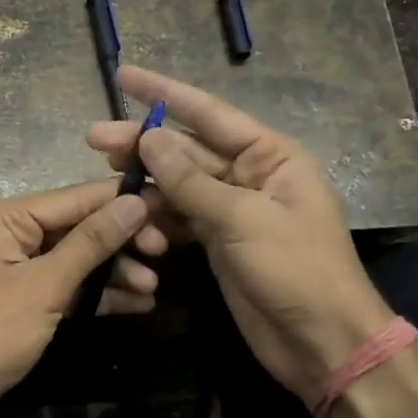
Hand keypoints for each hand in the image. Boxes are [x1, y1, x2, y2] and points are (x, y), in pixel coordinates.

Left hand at [0, 181, 152, 417]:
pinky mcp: (20, 303)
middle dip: (119, 241)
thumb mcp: (45, 286)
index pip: (75, 198)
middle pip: (76, 228)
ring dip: (113, 272)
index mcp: (6, 218)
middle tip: (163, 253)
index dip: (121, 201)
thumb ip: (91, 243)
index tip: (168, 204)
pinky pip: (64, 288)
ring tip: (153, 288)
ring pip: (74, 260)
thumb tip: (135, 202)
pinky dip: (95, 295)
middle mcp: (8, 236)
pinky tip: (134, 305)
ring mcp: (14, 270)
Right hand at [87, 66, 394, 401]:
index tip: (123, 75)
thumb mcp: (243, 219)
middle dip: (143, 142)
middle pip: (187, 149)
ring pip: (179, 184)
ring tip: (104, 175)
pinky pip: (180, 217)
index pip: (209, 113)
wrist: (322, 342)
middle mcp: (250, 174)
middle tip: (94, 138)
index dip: (164, 92)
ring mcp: (232, 209)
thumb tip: (148, 139)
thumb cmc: (296, 270)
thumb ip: (191, 181)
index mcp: (270, 156)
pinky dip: (155, 216)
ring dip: (144, 181)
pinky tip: (127, 213)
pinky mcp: (219, 241)